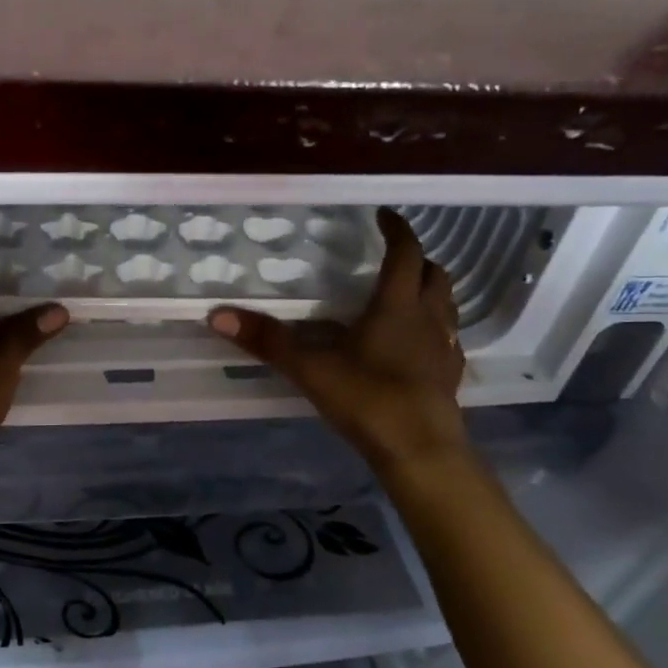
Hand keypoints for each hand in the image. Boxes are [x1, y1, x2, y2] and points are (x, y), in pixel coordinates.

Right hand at [209, 207, 467, 469]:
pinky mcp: (449, 376)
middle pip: (435, 275)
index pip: (405, 254)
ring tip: (408, 294)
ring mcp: (444, 349)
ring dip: (431, 291)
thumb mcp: (310, 368)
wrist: (421, 451)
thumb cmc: (368, 399)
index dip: (397, 230)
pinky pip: (448, 339)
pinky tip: (418, 344)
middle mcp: (427, 319)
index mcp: (396, 306)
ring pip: (447, 305)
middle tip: (396, 257)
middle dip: (418, 259)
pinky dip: (436, 329)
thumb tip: (218, 315)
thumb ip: (267, 341)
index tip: (385, 215)